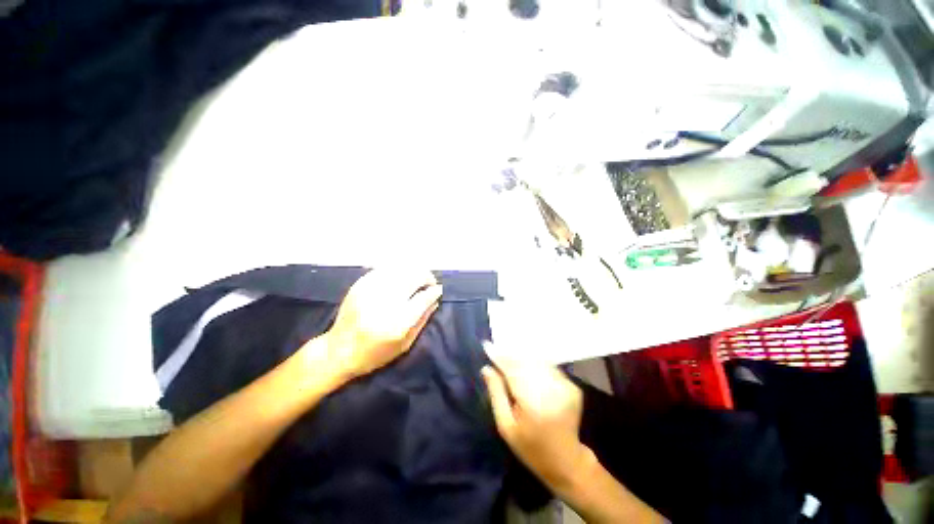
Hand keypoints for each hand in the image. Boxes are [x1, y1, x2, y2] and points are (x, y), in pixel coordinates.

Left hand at [322, 268, 441, 380]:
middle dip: (426, 276)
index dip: (434, 291)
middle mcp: (384, 303)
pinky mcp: (360, 285)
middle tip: (429, 282)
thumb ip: (422, 320)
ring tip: (417, 277)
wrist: (338, 351)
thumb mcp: (404, 344)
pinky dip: (397, 269)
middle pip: (413, 277)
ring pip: (400, 269)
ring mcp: (370, 291)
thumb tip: (435, 299)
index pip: (423, 298)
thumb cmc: (375, 354)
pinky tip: (401, 276)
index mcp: (396, 323)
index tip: (438, 290)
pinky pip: (385, 268)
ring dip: (413, 271)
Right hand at [481, 344, 588, 490]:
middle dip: (509, 354)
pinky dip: (535, 363)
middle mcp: (552, 390)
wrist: (566, 461)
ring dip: (522, 356)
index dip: (499, 357)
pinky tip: (525, 364)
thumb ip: (497, 394)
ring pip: (537, 361)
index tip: (486, 346)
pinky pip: (548, 366)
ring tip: (508, 355)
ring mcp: (566, 387)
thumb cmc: (530, 447)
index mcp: (534, 403)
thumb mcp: (506, 426)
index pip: (514, 370)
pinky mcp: (572, 386)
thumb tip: (487, 368)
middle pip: (526, 362)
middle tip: (495, 350)